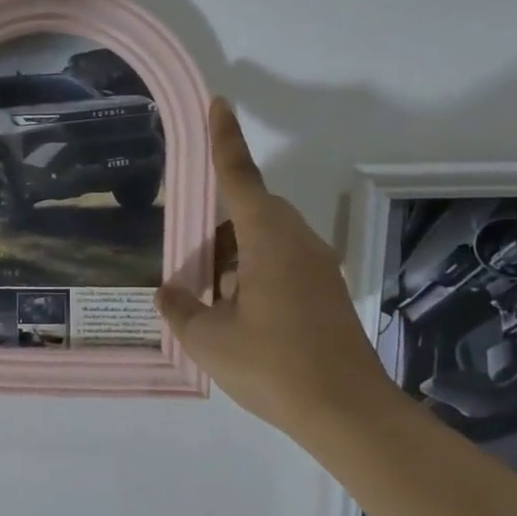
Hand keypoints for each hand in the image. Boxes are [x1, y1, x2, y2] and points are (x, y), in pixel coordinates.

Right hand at [156, 100, 408, 449]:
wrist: (348, 412)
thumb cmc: (273, 365)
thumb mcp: (208, 339)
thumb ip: (181, 308)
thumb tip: (168, 292)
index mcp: (269, 240)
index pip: (239, 177)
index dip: (225, 139)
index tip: (219, 103)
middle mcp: (298, 243)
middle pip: (252, 212)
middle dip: (218, 228)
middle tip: (191, 261)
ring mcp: (317, 268)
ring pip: (267, 242)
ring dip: (235, 258)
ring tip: (209, 297)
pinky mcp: (326, 293)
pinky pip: (282, 265)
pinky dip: (254, 275)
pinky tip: (237, 314)